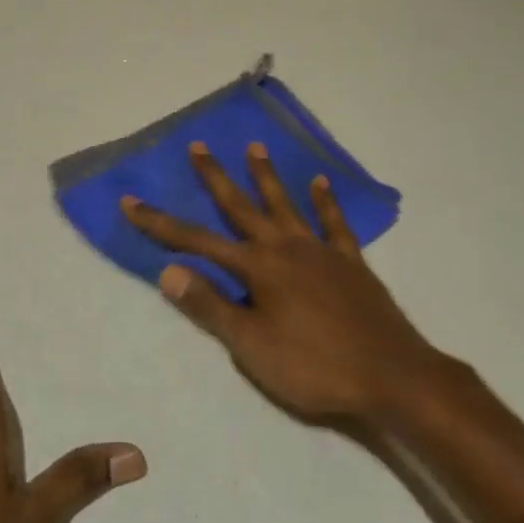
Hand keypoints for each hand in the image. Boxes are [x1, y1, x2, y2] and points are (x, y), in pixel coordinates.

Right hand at [122, 143, 445, 420]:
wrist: (392, 376)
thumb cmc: (314, 367)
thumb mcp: (251, 346)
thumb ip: (210, 306)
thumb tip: (168, 271)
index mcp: (258, 268)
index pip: (197, 242)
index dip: (160, 224)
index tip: (131, 202)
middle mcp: (286, 248)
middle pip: (242, 207)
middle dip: (216, 179)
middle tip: (199, 146)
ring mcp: (322, 252)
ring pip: (286, 205)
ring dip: (267, 177)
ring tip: (254, 147)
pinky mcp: (351, 263)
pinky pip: (335, 224)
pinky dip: (326, 202)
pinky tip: (320, 182)